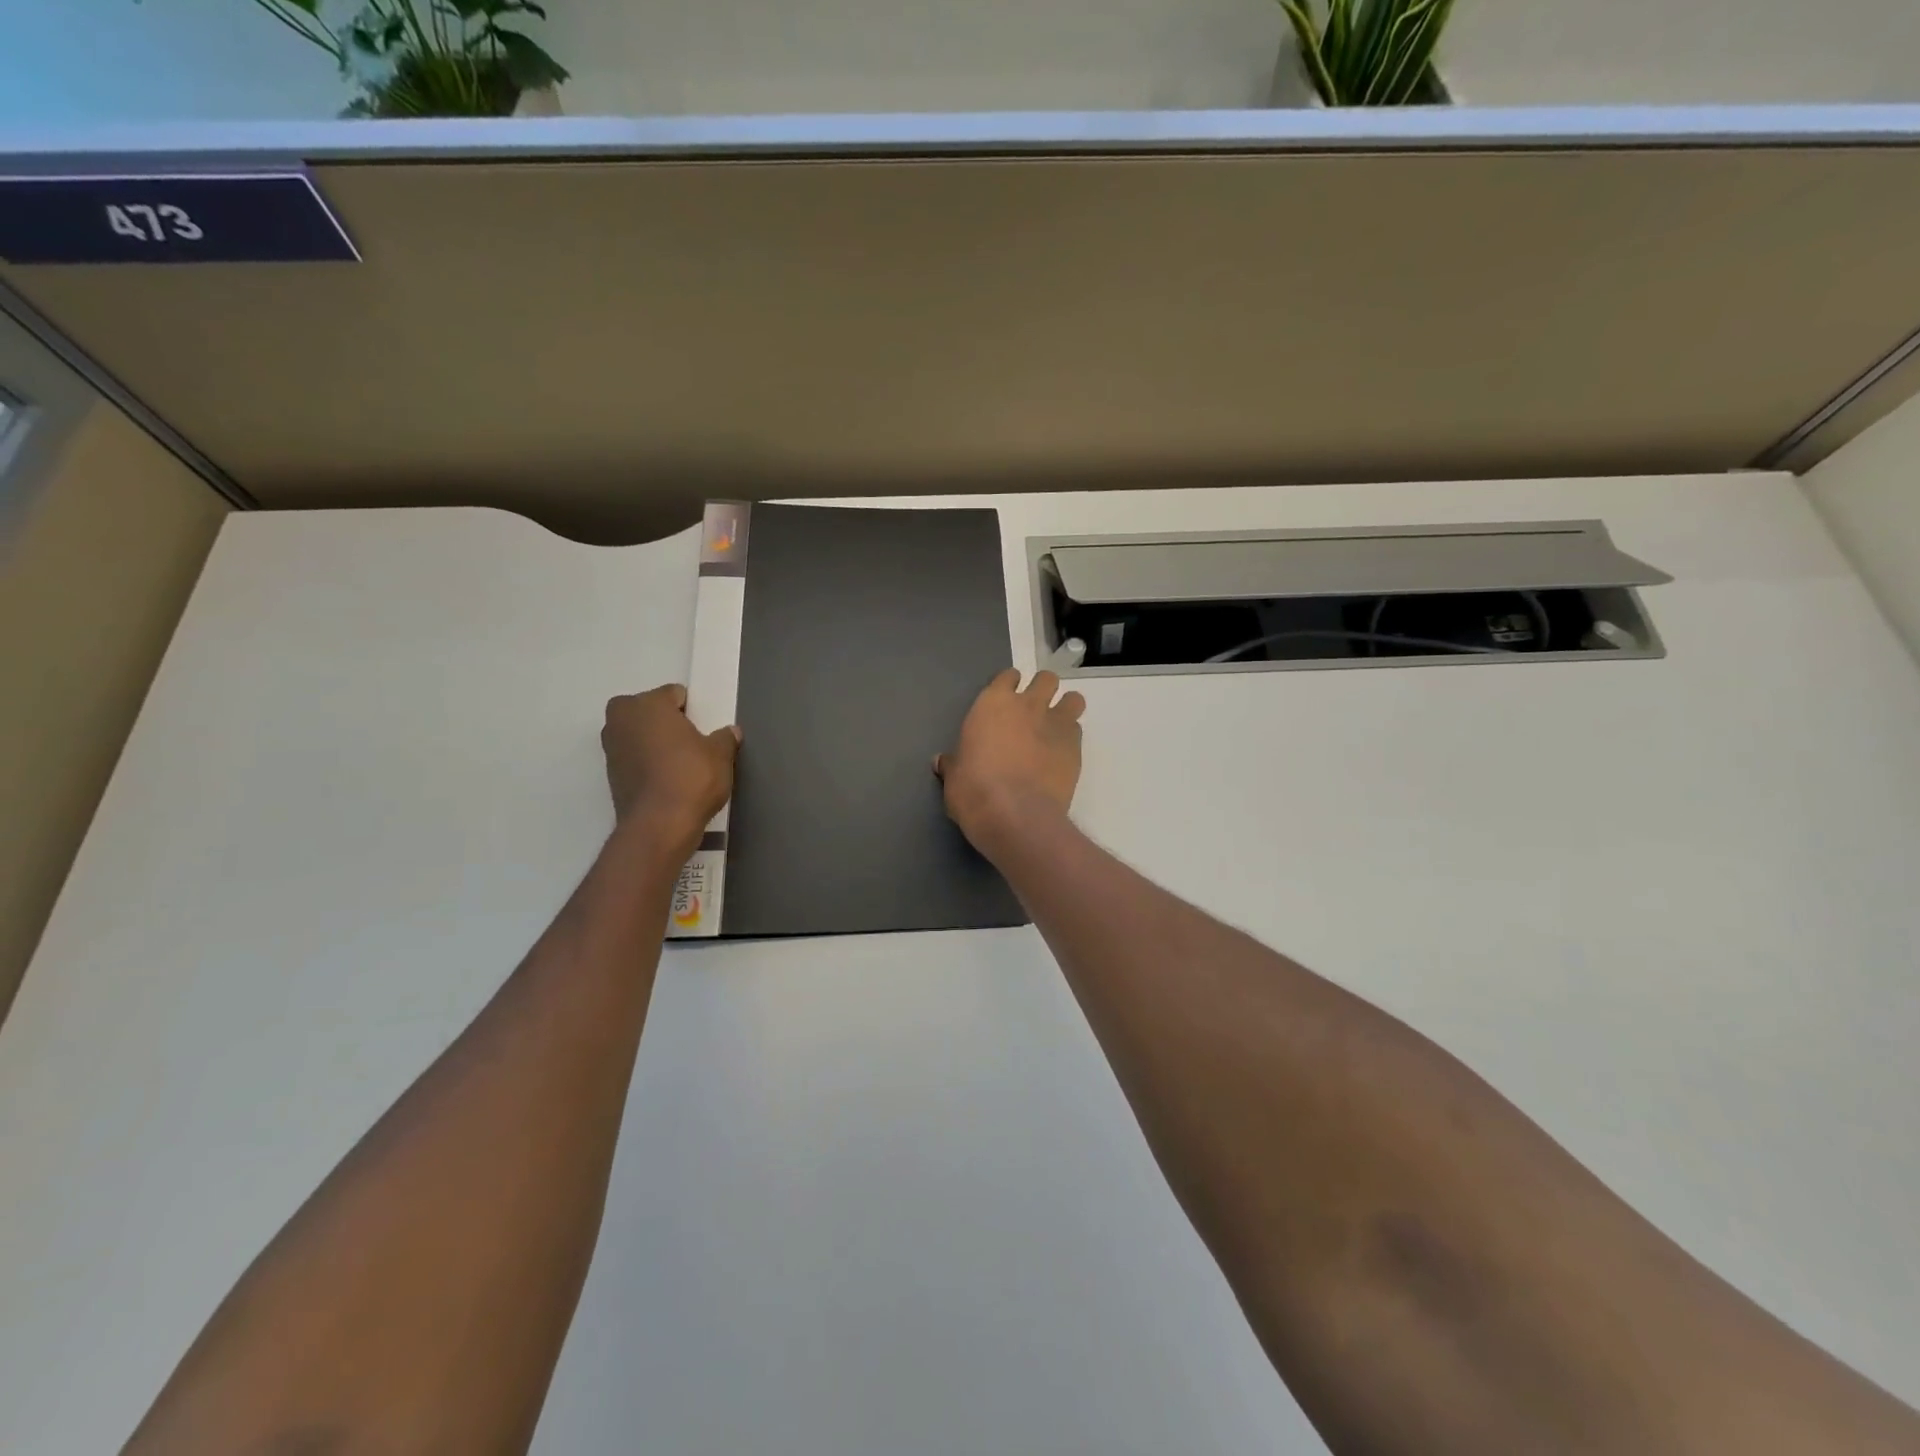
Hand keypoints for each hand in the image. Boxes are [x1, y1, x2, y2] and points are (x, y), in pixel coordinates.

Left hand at [602, 684, 739, 856]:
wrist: (659, 826)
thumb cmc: (691, 777)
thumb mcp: (720, 755)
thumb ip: (725, 738)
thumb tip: (730, 732)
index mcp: (646, 704)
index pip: (673, 694)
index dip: (692, 710)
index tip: (704, 728)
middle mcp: (621, 720)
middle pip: (649, 711)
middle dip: (666, 722)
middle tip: (691, 743)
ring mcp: (611, 749)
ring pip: (638, 735)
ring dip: (654, 744)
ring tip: (681, 764)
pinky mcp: (610, 776)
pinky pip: (634, 759)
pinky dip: (647, 765)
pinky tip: (668, 781)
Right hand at [935, 669, 1085, 851]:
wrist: (1015, 815)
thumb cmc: (974, 791)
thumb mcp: (954, 777)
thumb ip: (953, 763)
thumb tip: (942, 762)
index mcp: (993, 703)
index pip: (1007, 677)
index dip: (1008, 688)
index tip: (1005, 702)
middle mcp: (1027, 705)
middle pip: (1045, 679)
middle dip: (1042, 691)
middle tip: (1033, 713)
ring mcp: (1055, 723)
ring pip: (1072, 699)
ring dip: (1065, 709)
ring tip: (1055, 729)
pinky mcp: (1075, 747)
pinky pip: (1078, 731)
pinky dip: (1071, 738)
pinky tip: (1061, 756)